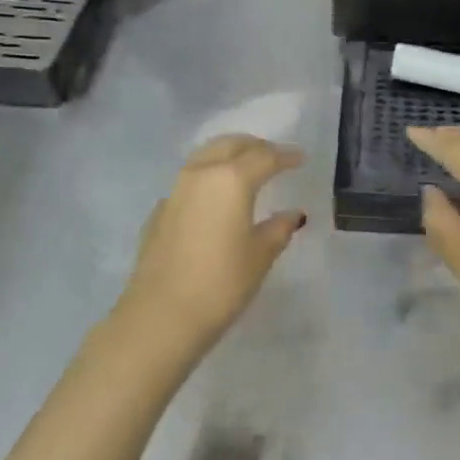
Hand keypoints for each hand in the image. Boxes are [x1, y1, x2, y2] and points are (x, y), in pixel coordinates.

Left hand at [114, 136, 306, 353]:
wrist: (161, 315)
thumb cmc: (221, 284)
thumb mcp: (260, 256)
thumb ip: (278, 228)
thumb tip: (292, 214)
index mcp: (231, 179)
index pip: (264, 156)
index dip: (285, 156)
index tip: (300, 158)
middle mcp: (201, 174)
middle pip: (230, 145)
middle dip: (254, 146)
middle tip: (273, 156)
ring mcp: (175, 190)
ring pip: (205, 157)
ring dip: (228, 156)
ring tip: (245, 170)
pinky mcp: (160, 211)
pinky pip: (189, 181)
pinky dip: (208, 178)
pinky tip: (215, 200)